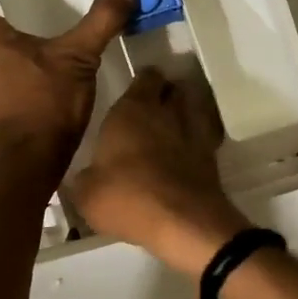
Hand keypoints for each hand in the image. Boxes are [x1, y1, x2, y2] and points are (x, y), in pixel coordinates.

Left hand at [0, 0, 139, 183]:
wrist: (32, 163)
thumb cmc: (45, 103)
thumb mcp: (78, 56)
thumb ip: (103, 18)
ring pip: (1, 34)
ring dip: (21, 17)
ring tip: (55, 0)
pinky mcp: (6, 92)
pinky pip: (13, 55)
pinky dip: (30, 41)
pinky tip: (59, 42)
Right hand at [68, 67, 249, 274]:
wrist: (182, 221)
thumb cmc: (127, 198)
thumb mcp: (86, 194)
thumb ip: (85, 178)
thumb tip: (85, 177)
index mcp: (131, 110)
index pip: (145, 77)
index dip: (142, 82)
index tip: (134, 92)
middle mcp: (165, 111)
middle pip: (172, 88)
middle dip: (165, 94)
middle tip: (151, 110)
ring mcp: (193, 130)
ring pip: (193, 107)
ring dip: (184, 112)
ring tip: (171, 128)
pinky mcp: (212, 154)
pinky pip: (204, 135)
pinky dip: (197, 139)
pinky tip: (187, 153)